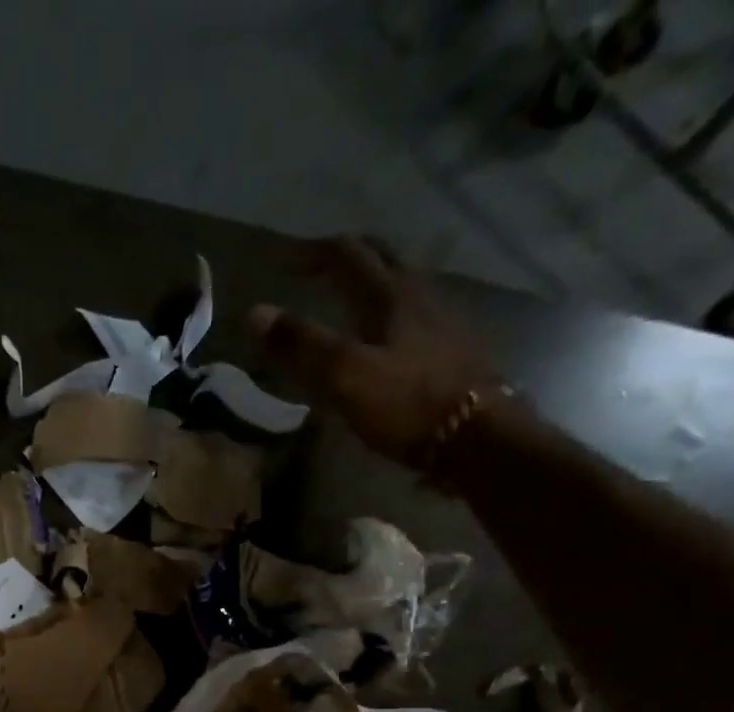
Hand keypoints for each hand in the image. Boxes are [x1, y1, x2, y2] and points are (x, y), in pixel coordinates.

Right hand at [248, 236, 498, 470]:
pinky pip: (415, 316)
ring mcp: (442, 320)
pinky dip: (390, 314)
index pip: (347, 254)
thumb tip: (255, 313)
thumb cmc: (406, 404)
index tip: (284, 264)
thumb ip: (301, 343)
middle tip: (318, 269)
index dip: (312, 254)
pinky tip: (384, 339)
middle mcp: (419, 294)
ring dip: (372, 282)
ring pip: (402, 285)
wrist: (477, 436)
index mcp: (389, 294)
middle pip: (381, 258)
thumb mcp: (344, 376)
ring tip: (348, 300)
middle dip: (347, 257)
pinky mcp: (453, 348)